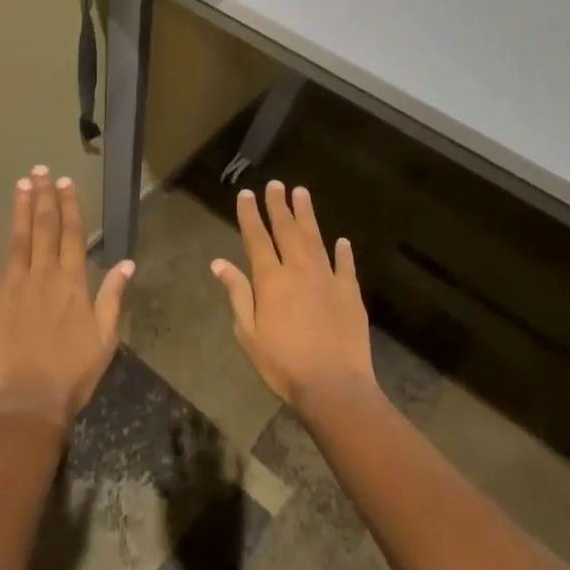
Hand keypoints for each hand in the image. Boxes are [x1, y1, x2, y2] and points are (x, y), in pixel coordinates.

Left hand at [0, 166, 132, 429]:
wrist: (28, 400)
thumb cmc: (72, 373)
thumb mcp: (105, 338)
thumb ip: (112, 297)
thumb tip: (126, 263)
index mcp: (72, 282)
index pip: (72, 234)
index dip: (69, 206)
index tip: (65, 182)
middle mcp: (43, 275)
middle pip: (44, 228)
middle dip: (44, 197)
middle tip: (40, 170)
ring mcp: (13, 284)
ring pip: (18, 238)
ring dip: (20, 209)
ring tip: (21, 184)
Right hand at [210, 181, 377, 414]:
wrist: (334, 385)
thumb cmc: (283, 363)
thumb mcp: (248, 333)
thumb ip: (237, 293)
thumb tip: (219, 263)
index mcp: (271, 279)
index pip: (257, 237)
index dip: (250, 214)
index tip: (246, 194)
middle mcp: (298, 269)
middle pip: (286, 230)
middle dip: (279, 205)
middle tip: (276, 184)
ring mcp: (327, 278)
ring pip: (315, 238)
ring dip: (307, 215)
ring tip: (302, 193)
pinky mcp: (350, 293)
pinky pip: (345, 265)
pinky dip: (343, 251)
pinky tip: (342, 240)